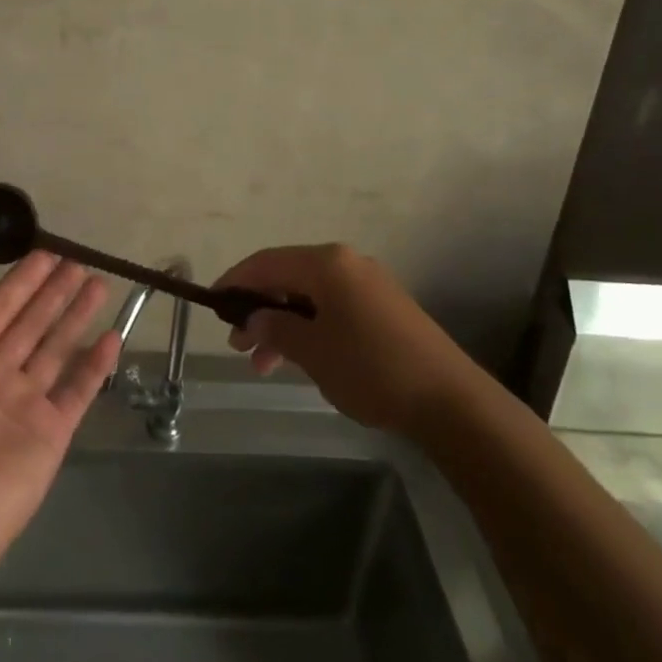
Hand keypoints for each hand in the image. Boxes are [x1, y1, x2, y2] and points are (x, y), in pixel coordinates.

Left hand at [0, 257, 120, 566]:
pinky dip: (96, 364)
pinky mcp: (53, 431)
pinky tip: (114, 336)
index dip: (22, 282)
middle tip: (80, 262)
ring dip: (78, 317)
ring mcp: (27, 404)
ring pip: (58, 349)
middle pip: (33, 324)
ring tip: (100, 285)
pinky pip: (79, 389)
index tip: (47, 254)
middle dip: (55, 293)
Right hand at [213, 244, 466, 434]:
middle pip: (288, 277)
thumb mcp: (313, 351)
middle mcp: (346, 263)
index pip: (266, 262)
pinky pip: (332, 308)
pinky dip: (310, 328)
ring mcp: (368, 284)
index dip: (235, 281)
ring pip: (309, 296)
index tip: (212, 304)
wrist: (449, 400)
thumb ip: (275, 329)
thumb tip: (251, 319)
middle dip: (259, 308)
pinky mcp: (383, 307)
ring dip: (283, 325)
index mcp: (327, 263)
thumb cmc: (371, 368)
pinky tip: (301, 359)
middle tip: (237, 344)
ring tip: (263, 364)